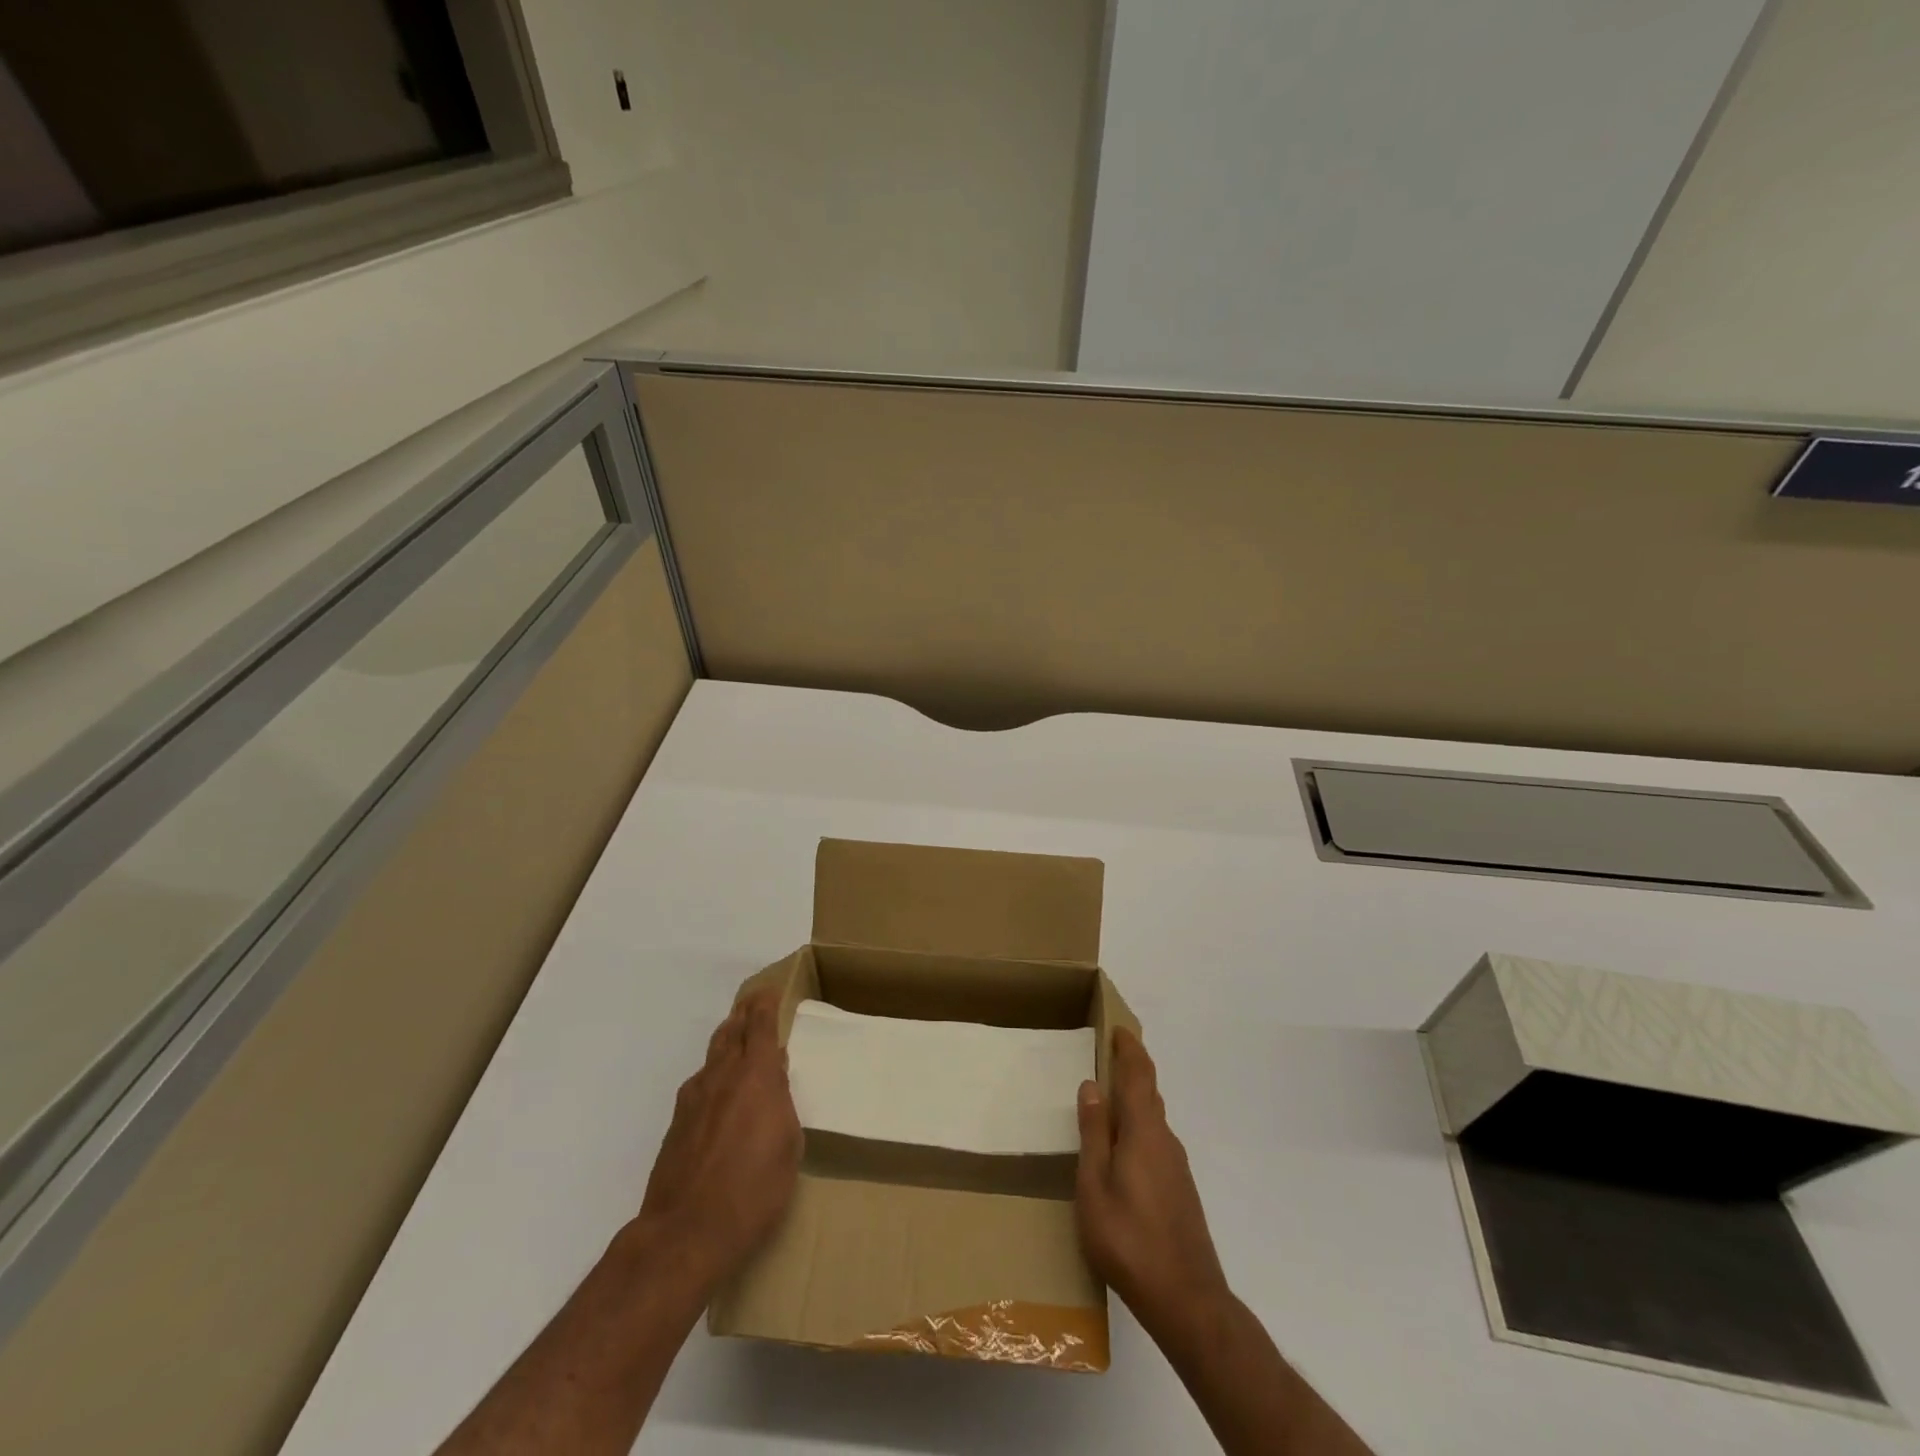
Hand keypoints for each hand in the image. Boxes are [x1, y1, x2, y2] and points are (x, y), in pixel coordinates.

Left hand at [638, 989, 801, 1290]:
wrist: (685, 1233)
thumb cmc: (754, 1190)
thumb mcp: (788, 1145)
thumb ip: (782, 1102)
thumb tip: (774, 1075)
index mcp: (756, 1076)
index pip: (760, 1025)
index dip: (765, 1004)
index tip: (770, 990)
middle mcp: (722, 1076)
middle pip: (731, 1032)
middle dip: (743, 1014)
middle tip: (754, 1005)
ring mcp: (693, 1099)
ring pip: (712, 1056)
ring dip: (727, 1042)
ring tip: (737, 1041)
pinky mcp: (676, 1124)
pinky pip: (699, 1084)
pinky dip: (713, 1075)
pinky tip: (719, 1093)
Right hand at [1075, 1028, 1231, 1341]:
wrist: (1187, 1300)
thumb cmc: (1129, 1239)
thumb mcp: (1094, 1186)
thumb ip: (1094, 1134)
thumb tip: (1092, 1085)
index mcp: (1143, 1131)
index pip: (1139, 1075)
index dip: (1129, 1048)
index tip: (1117, 1027)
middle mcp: (1165, 1140)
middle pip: (1148, 1093)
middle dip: (1130, 1070)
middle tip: (1104, 1057)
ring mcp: (1176, 1166)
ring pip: (1152, 1119)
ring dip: (1133, 1100)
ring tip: (1106, 1101)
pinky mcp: (1180, 1190)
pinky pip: (1156, 1142)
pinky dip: (1138, 1128)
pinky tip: (1122, 1151)